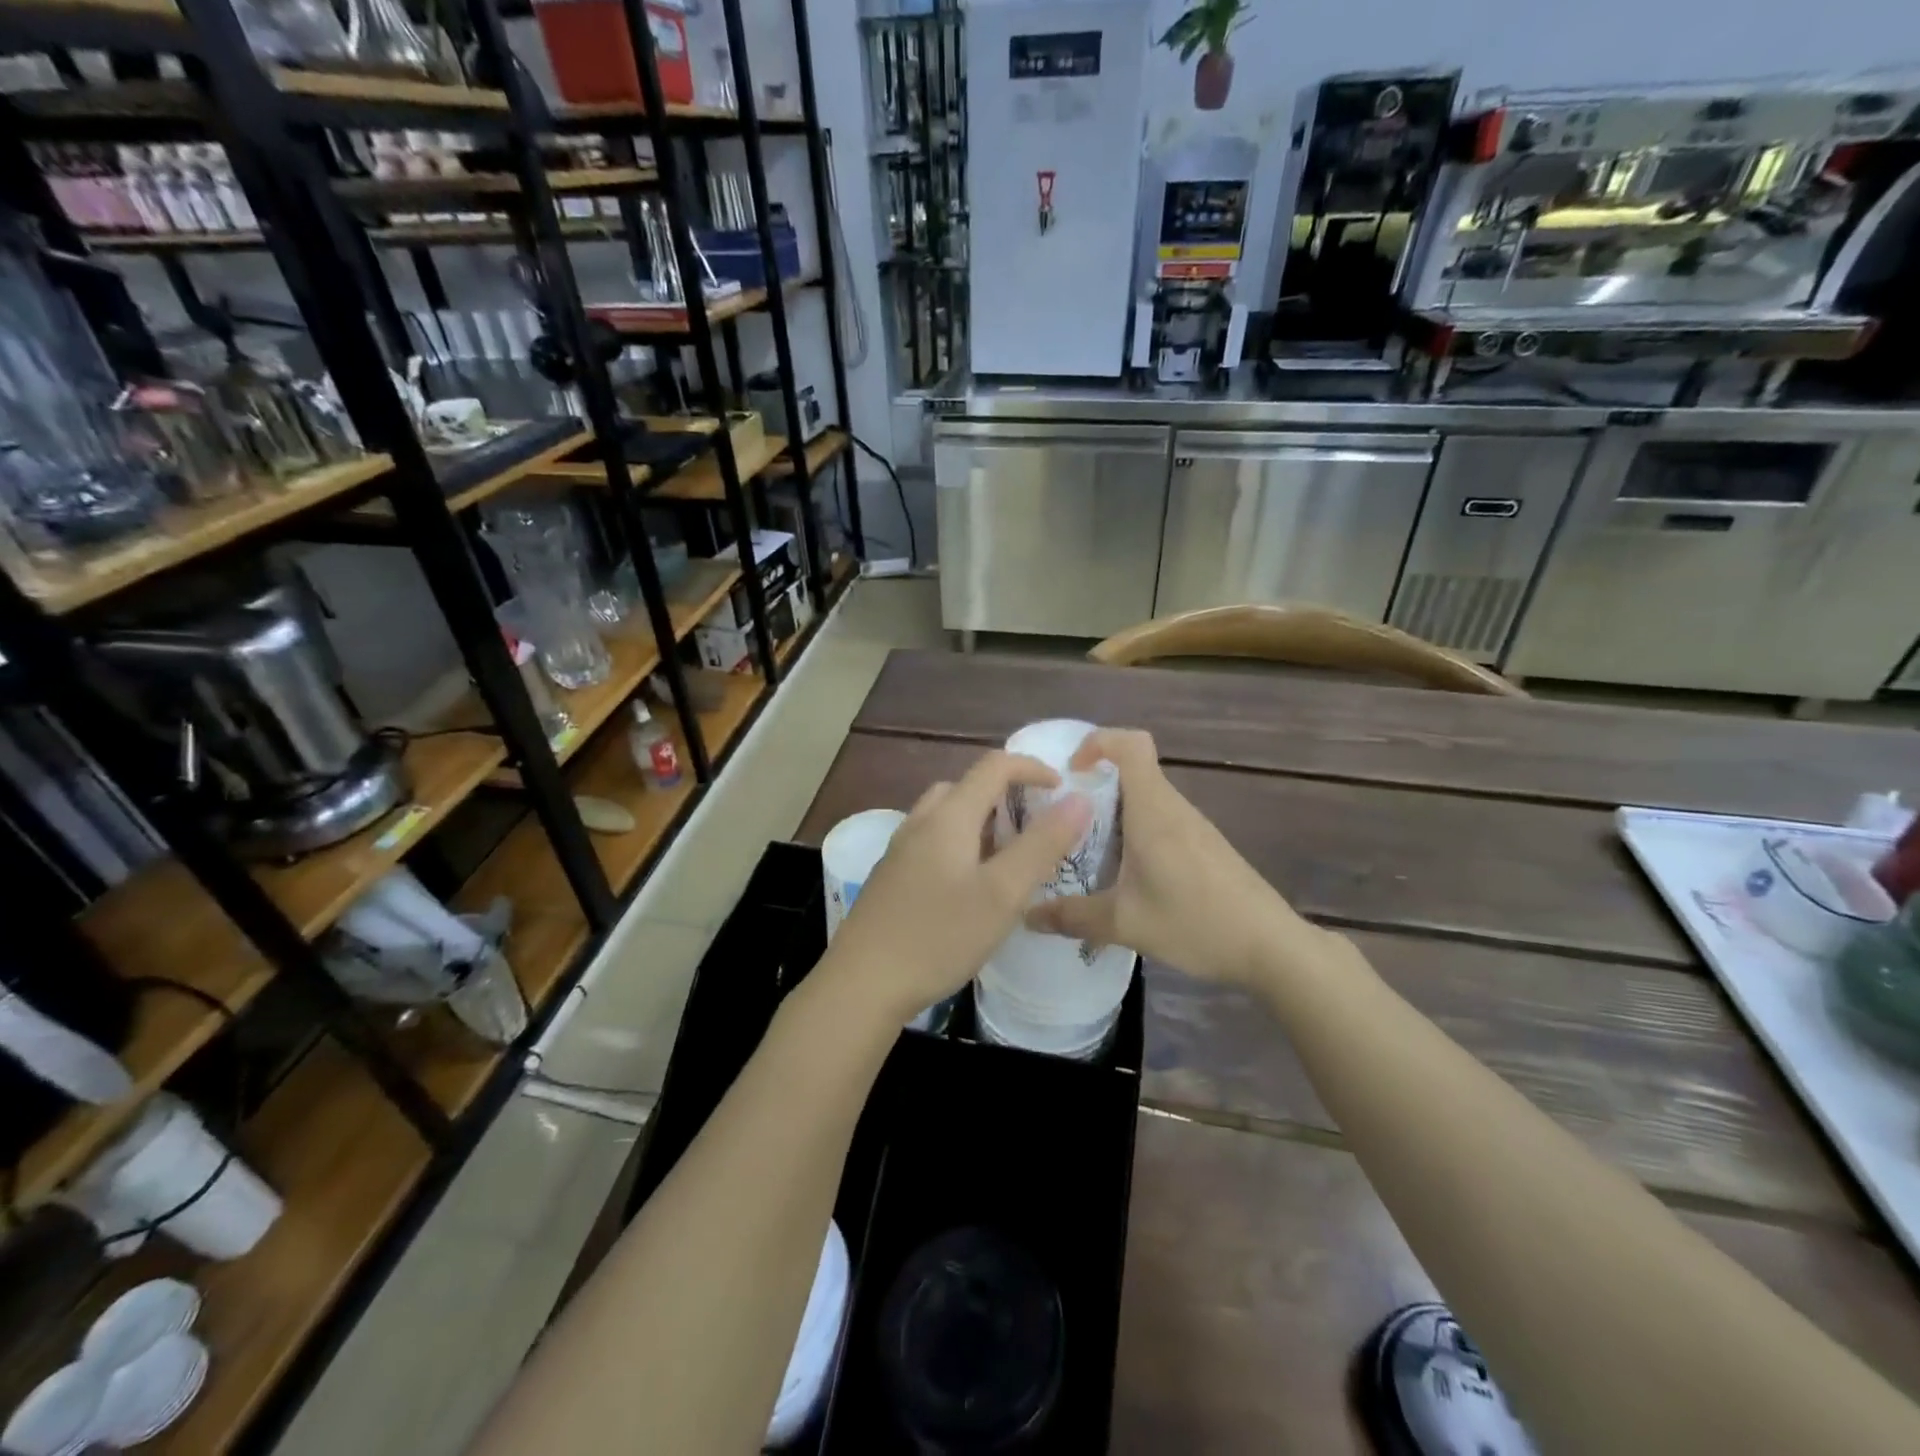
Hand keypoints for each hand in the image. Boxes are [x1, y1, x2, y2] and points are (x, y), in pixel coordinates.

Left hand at [818, 751, 1093, 1025]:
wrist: (862, 983)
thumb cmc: (938, 936)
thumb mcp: (1002, 893)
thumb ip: (1042, 844)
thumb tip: (1078, 800)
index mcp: (949, 816)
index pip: (994, 766)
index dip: (1032, 768)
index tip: (1062, 790)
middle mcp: (920, 822)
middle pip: (967, 787)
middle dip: (1006, 796)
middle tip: (1035, 827)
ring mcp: (900, 849)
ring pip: (947, 816)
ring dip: (982, 822)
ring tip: (1008, 858)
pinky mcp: (891, 875)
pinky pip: (933, 841)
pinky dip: (961, 844)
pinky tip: (970, 886)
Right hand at [1025, 729, 1319, 988]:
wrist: (1272, 946)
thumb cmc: (1196, 922)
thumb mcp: (1124, 923)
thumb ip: (1072, 917)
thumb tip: (1026, 916)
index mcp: (1153, 811)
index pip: (1130, 744)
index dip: (1097, 742)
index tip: (1070, 772)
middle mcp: (1173, 808)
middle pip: (1133, 771)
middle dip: (1094, 785)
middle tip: (1062, 820)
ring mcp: (1194, 826)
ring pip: (1146, 799)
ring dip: (1114, 813)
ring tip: (1086, 851)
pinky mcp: (1205, 846)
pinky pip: (1161, 821)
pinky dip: (1135, 833)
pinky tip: (1126, 876)